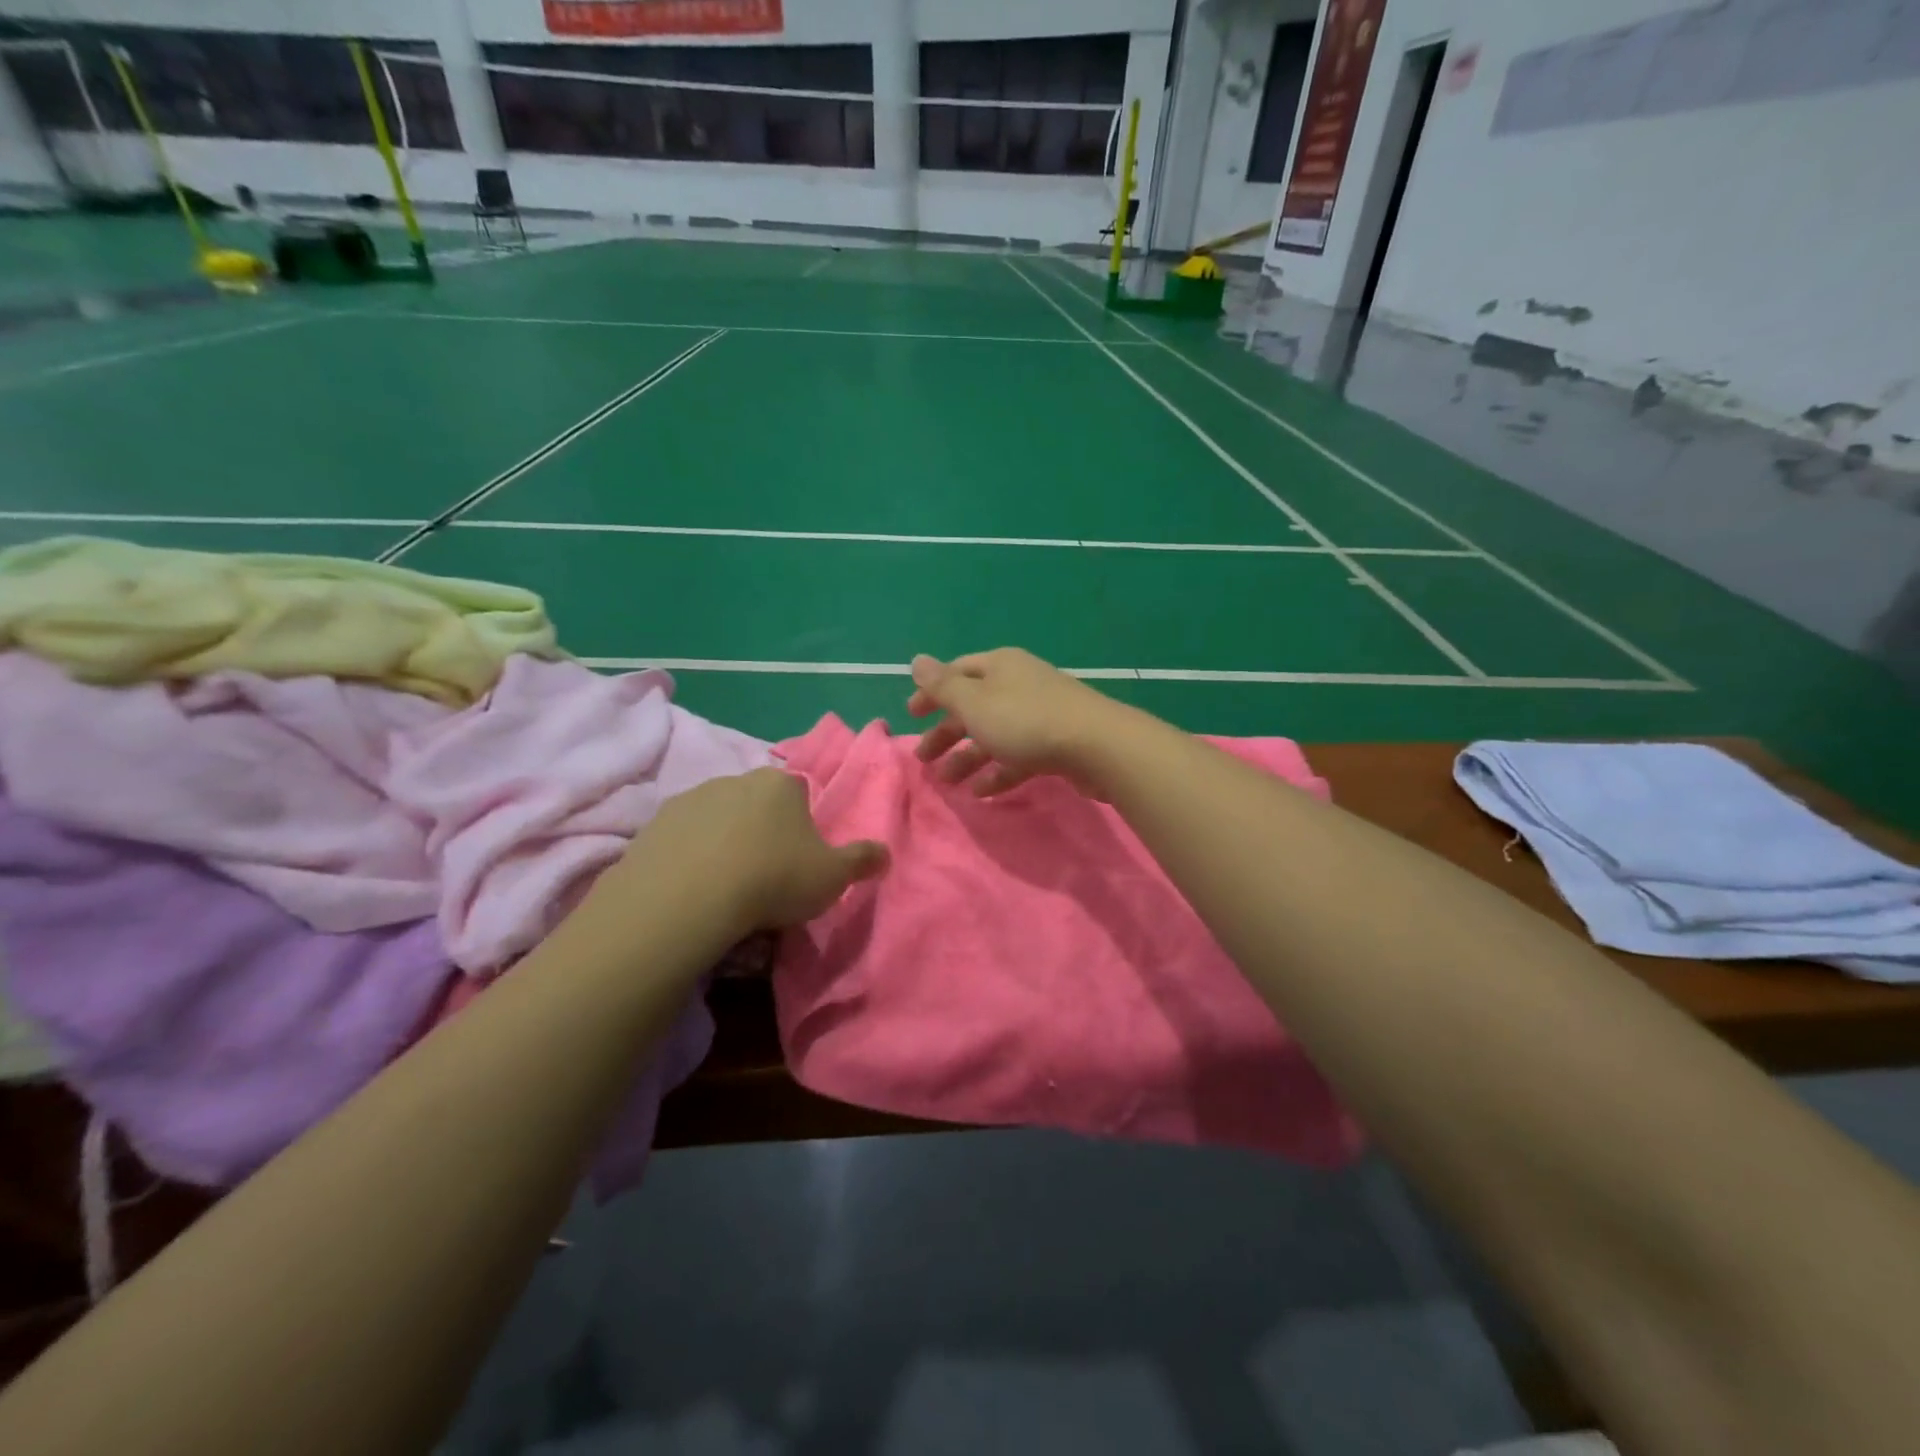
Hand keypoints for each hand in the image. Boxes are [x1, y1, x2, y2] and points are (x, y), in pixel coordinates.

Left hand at [617, 768, 887, 930]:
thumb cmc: (773, 878)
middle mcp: (737, 779)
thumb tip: (886, 853)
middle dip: (761, 830)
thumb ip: (862, 860)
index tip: (798, 857)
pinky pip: (682, 837)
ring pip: (717, 818)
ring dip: (723, 841)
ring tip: (725, 886)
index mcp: (781, 784)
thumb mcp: (832, 876)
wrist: (691, 896)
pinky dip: (689, 855)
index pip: (799, 793)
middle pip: (756, 802)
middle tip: (764, 874)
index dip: (801, 825)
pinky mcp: (656, 822)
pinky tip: (693, 887)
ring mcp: (692, 798)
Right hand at [907, 649, 1128, 796]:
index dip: (931, 693)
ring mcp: (1039, 714)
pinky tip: (981, 793)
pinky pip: (1017, 756)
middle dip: (946, 733)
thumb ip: (943, 686)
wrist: (1096, 746)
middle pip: (973, 707)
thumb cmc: (1025, 720)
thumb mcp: (974, 703)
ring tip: (948, 783)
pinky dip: (997, 772)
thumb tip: (916, 660)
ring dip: (967, 757)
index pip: (956, 674)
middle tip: (923, 760)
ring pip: (994, 735)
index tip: (910, 716)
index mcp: (998, 667)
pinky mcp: (1055, 743)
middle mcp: (1018, 684)